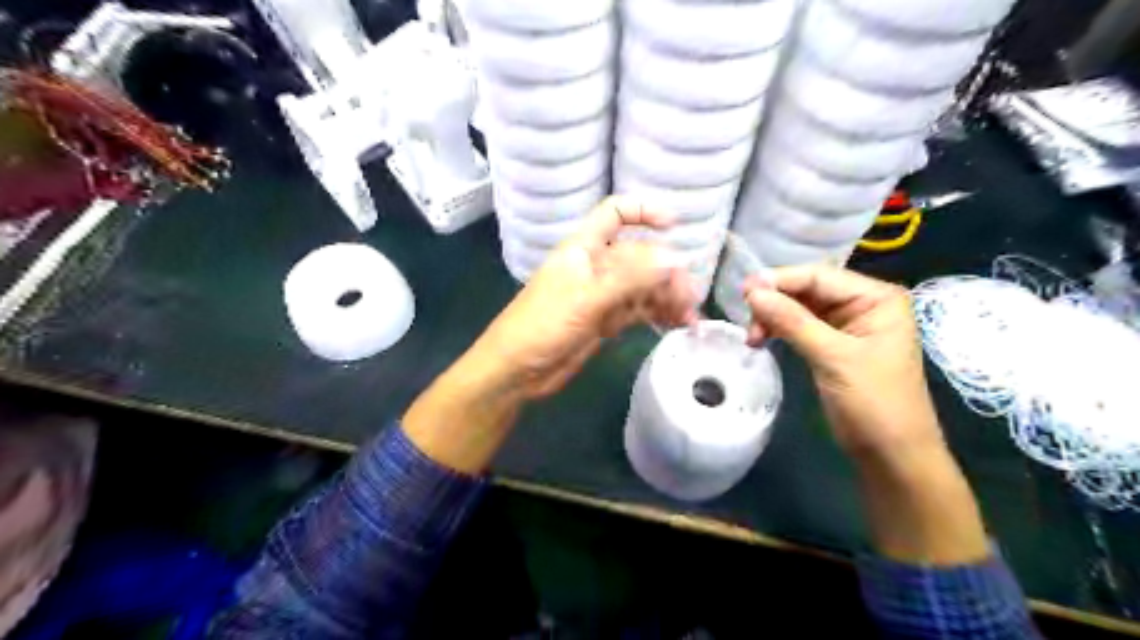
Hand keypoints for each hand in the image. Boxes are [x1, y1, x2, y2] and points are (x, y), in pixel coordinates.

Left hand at [471, 197, 694, 398]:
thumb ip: (629, 278)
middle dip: (666, 272)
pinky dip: (657, 315)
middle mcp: (596, 266)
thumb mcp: (586, 298)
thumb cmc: (542, 325)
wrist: (517, 371)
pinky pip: (638, 310)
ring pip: (642, 286)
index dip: (644, 211)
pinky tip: (676, 324)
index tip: (675, 226)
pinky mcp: (606, 321)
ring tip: (690, 318)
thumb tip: (674, 259)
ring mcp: (602, 295)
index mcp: (584, 248)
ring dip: (667, 297)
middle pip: (640, 257)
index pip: (615, 213)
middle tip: (689, 298)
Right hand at [739, 265, 989, 565]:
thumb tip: (751, 291)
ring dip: (773, 317)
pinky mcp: (833, 344)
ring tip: (752, 337)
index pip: (819, 276)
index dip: (780, 280)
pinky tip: (761, 339)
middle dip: (775, 301)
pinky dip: (780, 330)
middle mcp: (863, 303)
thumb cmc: (874, 404)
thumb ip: (792, 321)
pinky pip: (800, 326)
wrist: (892, 456)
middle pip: (807, 289)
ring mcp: (848, 324)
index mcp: (876, 297)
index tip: (743, 291)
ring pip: (799, 307)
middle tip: (745, 319)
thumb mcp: (832, 358)